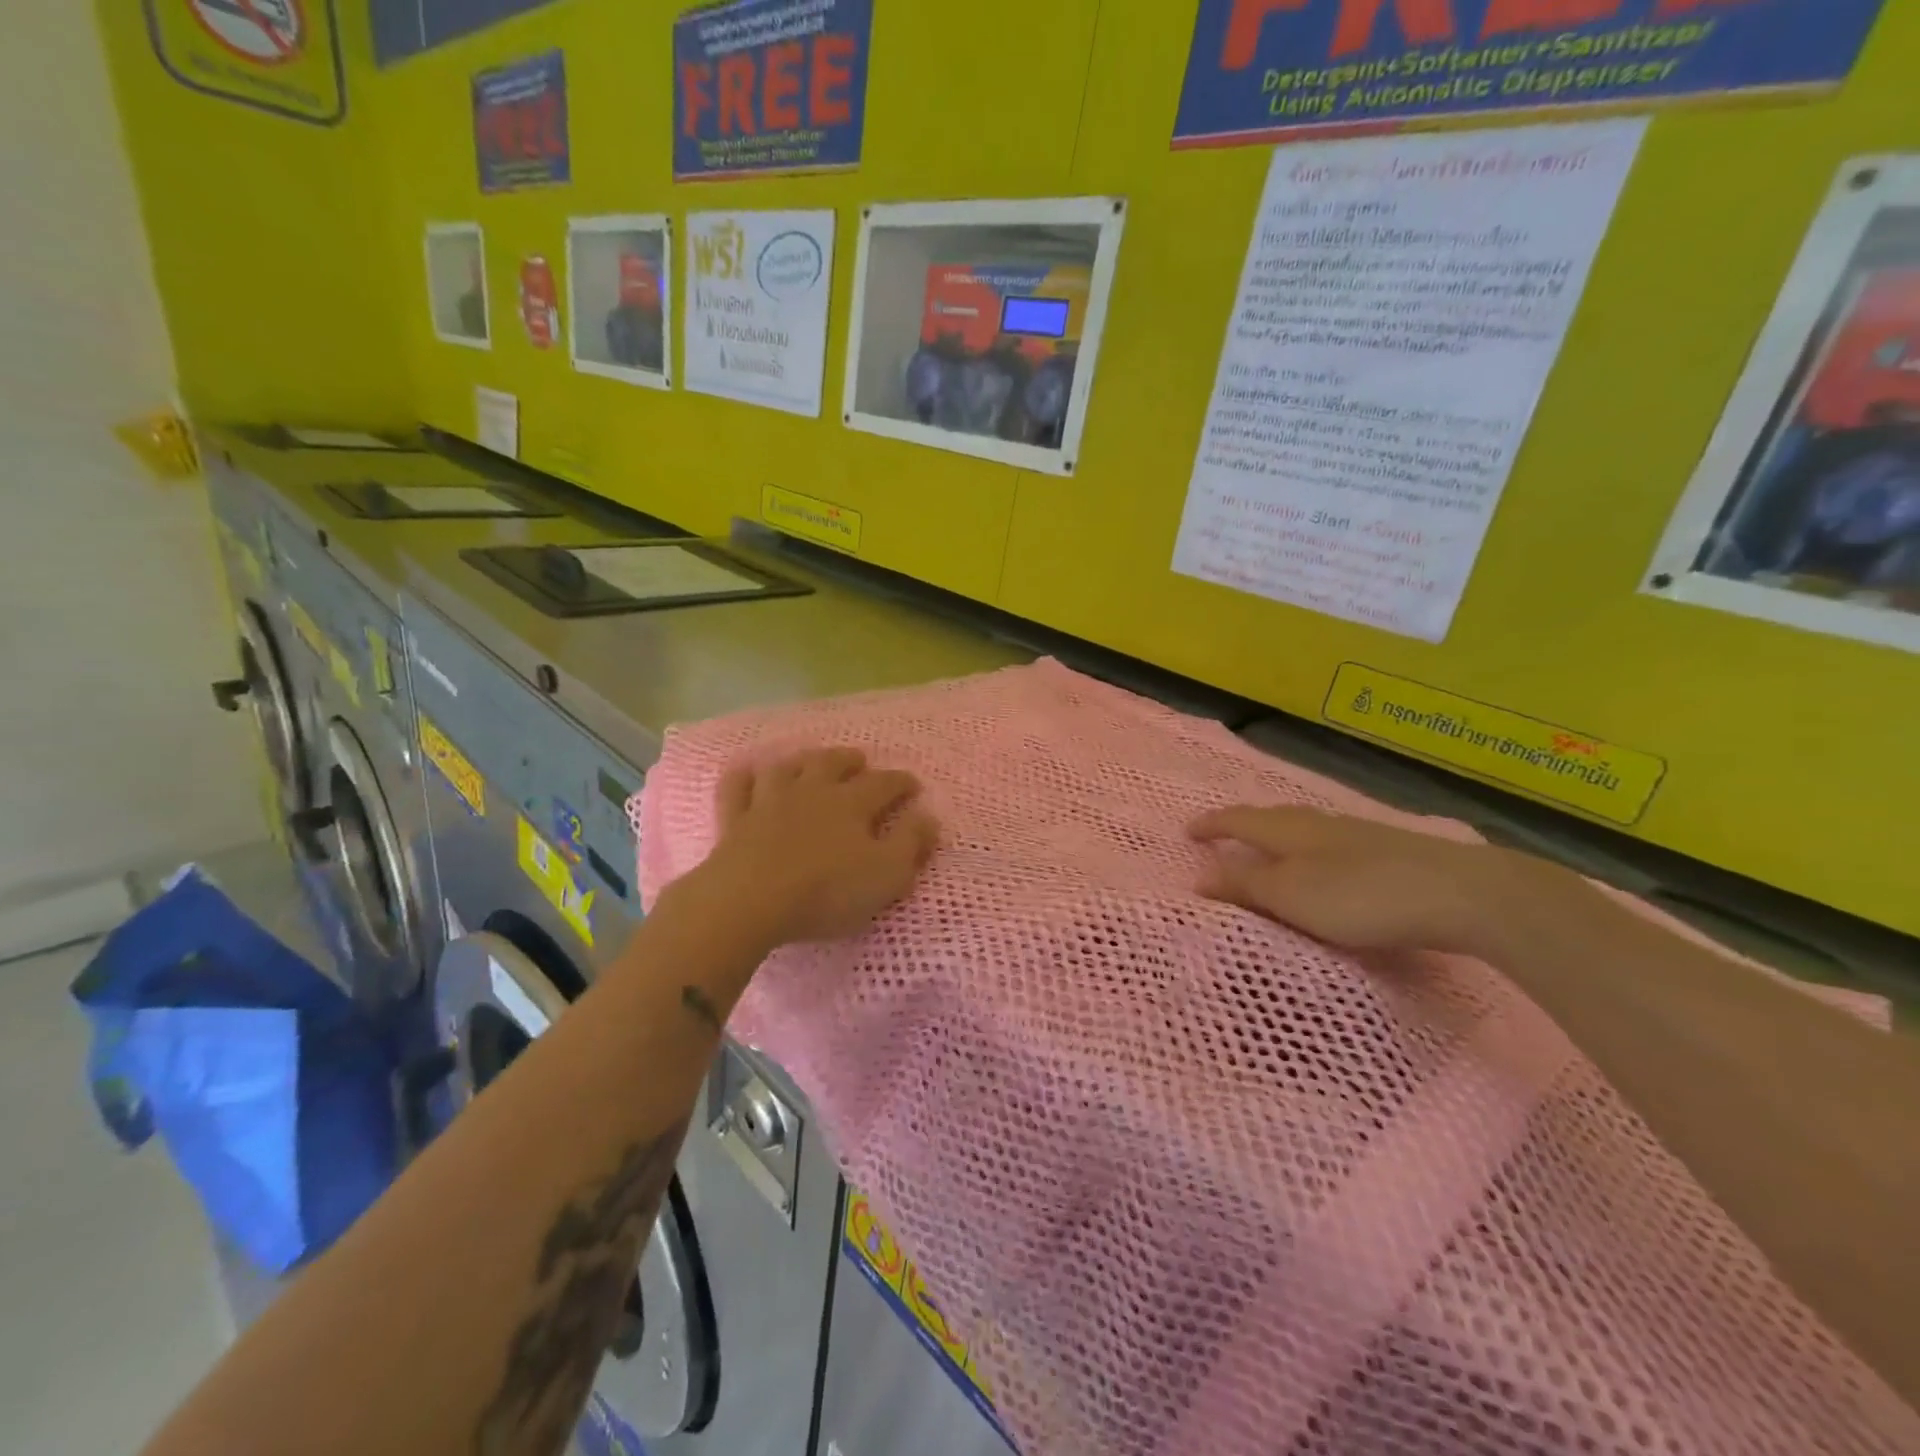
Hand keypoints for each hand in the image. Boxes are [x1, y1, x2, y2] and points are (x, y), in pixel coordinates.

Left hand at [692, 747, 939, 948]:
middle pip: (833, 764)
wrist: (750, 899)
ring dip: (802, 760)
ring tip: (810, 760)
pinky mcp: (735, 820)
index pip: (884, 784)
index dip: (901, 782)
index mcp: (852, 804)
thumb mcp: (886, 874)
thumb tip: (929, 816)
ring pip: (787, 768)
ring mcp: (769, 801)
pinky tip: (747, 772)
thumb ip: (911, 843)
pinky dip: (743, 777)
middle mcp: (812, 792)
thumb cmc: (827, 891)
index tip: (913, 785)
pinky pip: (737, 787)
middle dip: (850, 760)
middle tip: (860, 760)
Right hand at [1188, 805, 1546, 957]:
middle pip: (1271, 817)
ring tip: (1267, 849)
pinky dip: (1309, 850)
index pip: (1239, 820)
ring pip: (1303, 828)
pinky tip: (1324, 864)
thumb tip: (1198, 876)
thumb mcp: (1290, 895)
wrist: (1460, 894)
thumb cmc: (1359, 895)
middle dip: (1243, 825)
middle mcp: (1319, 823)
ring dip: (1277, 837)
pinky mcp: (1388, 852)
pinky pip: (1329, 843)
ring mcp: (1357, 835)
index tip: (1187, 830)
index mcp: (1289, 829)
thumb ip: (1245, 886)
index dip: (1212, 825)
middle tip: (1223, 835)